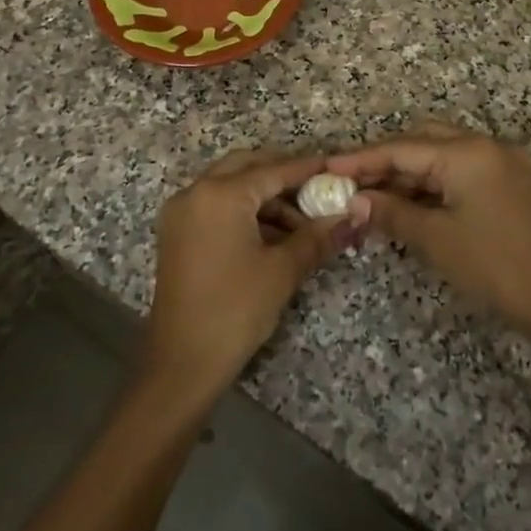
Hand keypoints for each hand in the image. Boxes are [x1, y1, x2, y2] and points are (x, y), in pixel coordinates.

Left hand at [144, 148, 363, 399]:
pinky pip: (216, 206)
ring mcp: (181, 213)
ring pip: (230, 186)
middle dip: (283, 175)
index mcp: (220, 194)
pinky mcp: (177, 234)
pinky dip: (244, 211)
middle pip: (247, 167)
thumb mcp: (282, 270)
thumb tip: (353, 216)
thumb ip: (318, 236)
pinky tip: (274, 235)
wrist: (182, 363)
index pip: (273, 170)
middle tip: (318, 191)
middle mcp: (195, 192)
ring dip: (265, 197)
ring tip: (302, 224)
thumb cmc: (234, 310)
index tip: (336, 167)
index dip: (308, 168)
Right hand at [327, 126, 530, 334]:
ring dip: (410, 174)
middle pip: (423, 142)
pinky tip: (412, 204)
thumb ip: (390, 212)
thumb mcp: (434, 238)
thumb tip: (354, 202)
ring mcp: (503, 163)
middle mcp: (487, 146)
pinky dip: (435, 184)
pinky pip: (463, 171)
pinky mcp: (512, 183)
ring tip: (375, 197)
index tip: (328, 166)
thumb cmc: (491, 265)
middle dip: (386, 162)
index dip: (362, 159)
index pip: (402, 149)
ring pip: (443, 156)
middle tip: (353, 184)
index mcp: (467, 153)